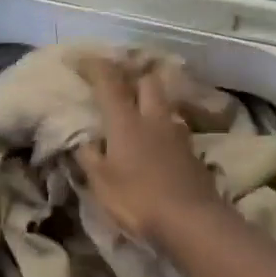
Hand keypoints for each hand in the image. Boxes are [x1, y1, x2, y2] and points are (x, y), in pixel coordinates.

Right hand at [75, 58, 219, 246]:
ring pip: (164, 103)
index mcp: (127, 122)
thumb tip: (83, 141)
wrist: (191, 218)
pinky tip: (158, 141)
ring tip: (140, 113)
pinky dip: (163, 126)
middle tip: (121, 84)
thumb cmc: (139, 199)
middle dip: (134, 77)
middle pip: (148, 81)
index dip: (96, 67)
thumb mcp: (102, 184)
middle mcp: (154, 118)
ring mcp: (177, 132)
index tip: (84, 58)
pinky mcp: (192, 149)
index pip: (110, 83)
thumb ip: (90, 158)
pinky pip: (174, 126)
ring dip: (152, 102)